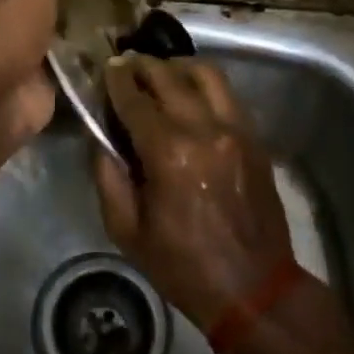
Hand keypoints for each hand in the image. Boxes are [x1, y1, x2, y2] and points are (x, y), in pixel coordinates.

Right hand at [94, 55, 295, 329]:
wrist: (254, 289)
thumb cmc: (183, 265)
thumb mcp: (127, 231)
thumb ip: (107, 176)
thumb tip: (98, 136)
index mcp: (169, 153)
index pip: (135, 98)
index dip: (117, 79)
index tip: (105, 67)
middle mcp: (204, 129)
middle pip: (169, 76)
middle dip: (143, 65)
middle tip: (126, 65)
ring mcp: (235, 129)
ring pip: (205, 73)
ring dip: (177, 66)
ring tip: (160, 73)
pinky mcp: (254, 136)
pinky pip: (227, 93)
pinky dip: (204, 84)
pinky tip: (189, 94)